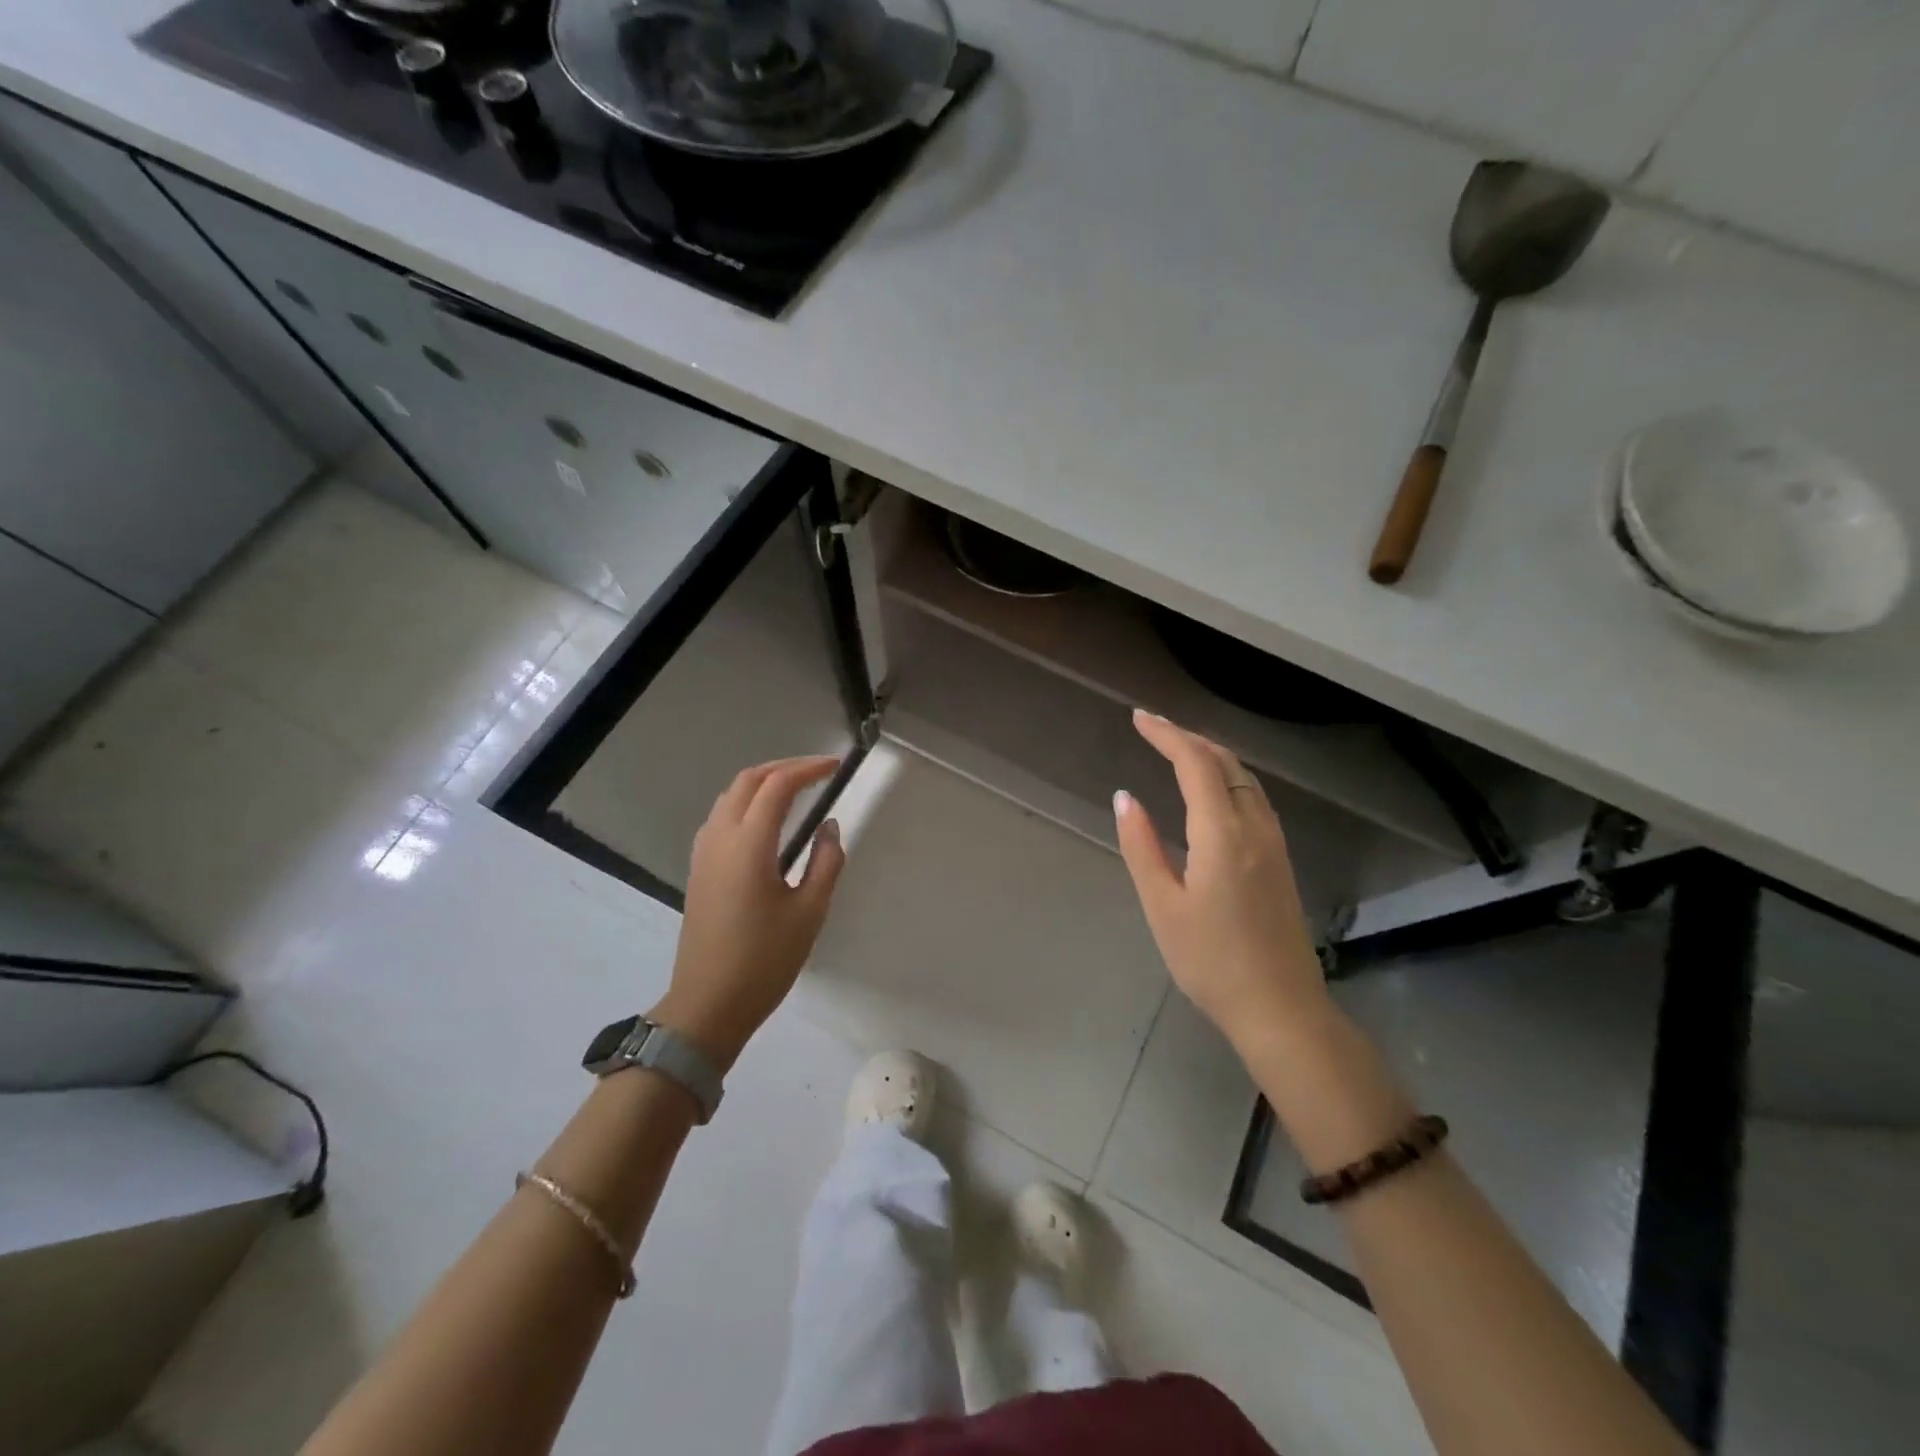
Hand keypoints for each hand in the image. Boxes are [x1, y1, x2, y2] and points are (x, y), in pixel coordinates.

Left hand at [651, 756, 846, 1070]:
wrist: (708, 1004)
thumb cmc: (765, 960)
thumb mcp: (810, 912)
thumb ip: (826, 861)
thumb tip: (829, 826)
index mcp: (749, 844)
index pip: (777, 786)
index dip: (808, 769)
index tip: (836, 767)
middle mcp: (720, 837)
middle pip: (748, 780)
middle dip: (784, 767)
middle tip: (818, 771)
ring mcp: (704, 852)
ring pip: (730, 795)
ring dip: (762, 781)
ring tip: (796, 788)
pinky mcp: (699, 868)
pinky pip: (721, 816)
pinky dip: (746, 801)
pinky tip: (767, 820)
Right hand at [1114, 711, 1329, 1049]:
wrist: (1280, 1008)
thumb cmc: (1211, 961)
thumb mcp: (1162, 906)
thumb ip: (1142, 846)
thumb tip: (1125, 798)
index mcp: (1222, 834)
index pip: (1195, 763)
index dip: (1167, 734)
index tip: (1138, 719)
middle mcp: (1255, 827)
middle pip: (1225, 762)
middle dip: (1188, 737)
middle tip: (1153, 729)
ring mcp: (1273, 843)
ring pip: (1244, 778)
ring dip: (1210, 754)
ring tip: (1176, 749)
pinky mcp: (1280, 859)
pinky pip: (1253, 797)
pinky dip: (1227, 777)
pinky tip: (1211, 791)